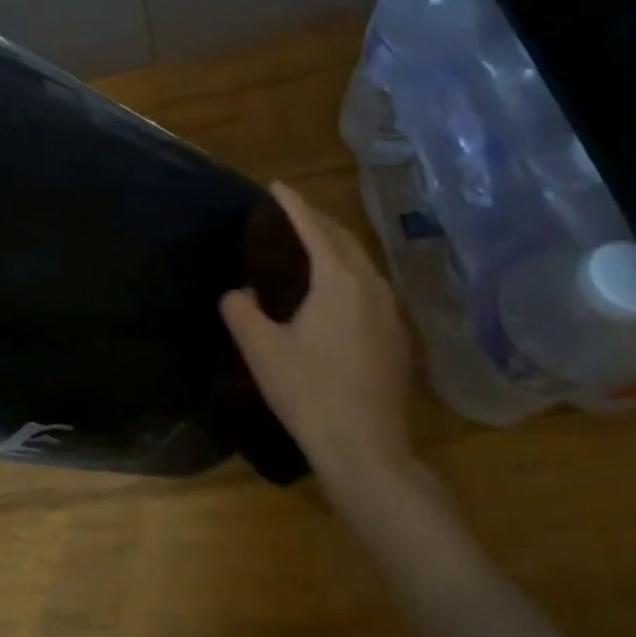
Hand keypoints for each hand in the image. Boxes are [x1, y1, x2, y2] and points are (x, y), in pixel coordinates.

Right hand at [220, 182, 420, 501]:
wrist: (367, 450)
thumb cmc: (310, 393)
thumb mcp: (261, 350)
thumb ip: (241, 311)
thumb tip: (238, 293)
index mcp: (338, 281)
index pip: (314, 229)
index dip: (293, 205)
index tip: (276, 185)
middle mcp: (371, 287)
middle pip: (344, 239)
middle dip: (317, 219)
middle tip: (290, 211)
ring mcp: (390, 313)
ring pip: (362, 262)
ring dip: (336, 244)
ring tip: (311, 242)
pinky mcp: (397, 337)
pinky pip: (370, 285)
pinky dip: (348, 271)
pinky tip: (335, 289)